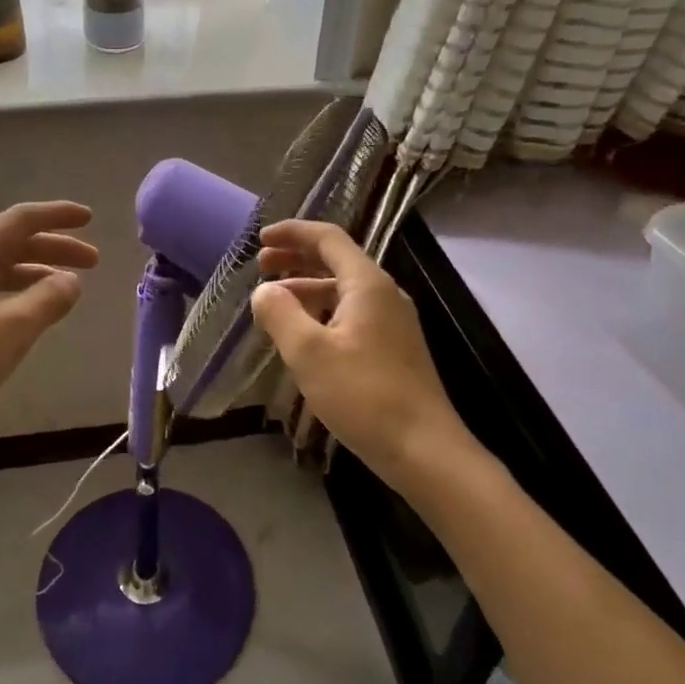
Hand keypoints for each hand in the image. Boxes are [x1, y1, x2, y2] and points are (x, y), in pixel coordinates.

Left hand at [0, 201, 98, 432]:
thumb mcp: (15, 325)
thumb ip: (50, 298)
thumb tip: (71, 281)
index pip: (23, 219)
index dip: (59, 216)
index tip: (90, 217)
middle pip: (13, 242)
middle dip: (55, 249)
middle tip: (94, 262)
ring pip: (1, 268)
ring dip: (37, 273)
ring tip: (69, 288)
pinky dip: (17, 293)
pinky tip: (32, 312)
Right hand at [250, 220, 469, 483]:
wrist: (424, 450)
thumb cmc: (364, 396)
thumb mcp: (309, 353)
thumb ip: (280, 314)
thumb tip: (263, 291)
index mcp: (367, 284)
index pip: (328, 238)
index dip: (293, 232)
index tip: (260, 238)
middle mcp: (384, 294)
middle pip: (336, 261)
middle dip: (296, 258)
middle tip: (261, 264)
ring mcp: (392, 323)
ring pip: (342, 290)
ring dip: (306, 287)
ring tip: (273, 301)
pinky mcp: (392, 349)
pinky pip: (351, 315)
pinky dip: (321, 312)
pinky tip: (303, 334)